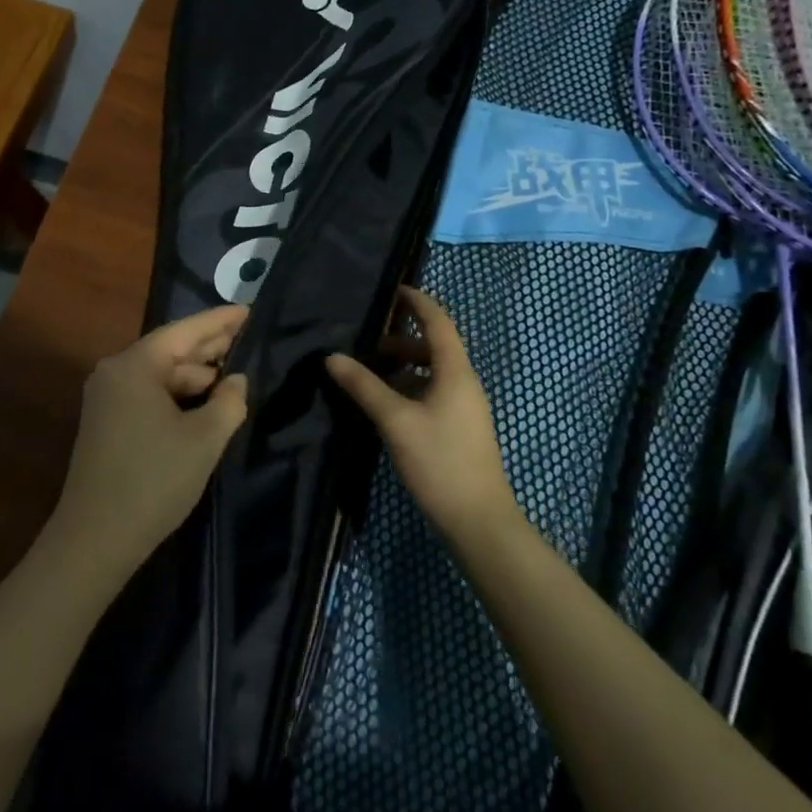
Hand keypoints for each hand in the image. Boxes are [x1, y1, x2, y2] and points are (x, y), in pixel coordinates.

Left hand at [48, 305, 250, 576]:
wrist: (95, 538)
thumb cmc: (154, 481)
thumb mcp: (204, 439)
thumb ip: (229, 401)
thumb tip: (237, 380)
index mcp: (134, 366)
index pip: (184, 331)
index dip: (220, 320)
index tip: (250, 310)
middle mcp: (115, 373)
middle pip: (170, 350)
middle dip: (210, 347)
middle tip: (250, 338)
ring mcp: (107, 398)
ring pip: (161, 375)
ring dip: (196, 376)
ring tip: (235, 373)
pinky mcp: (107, 422)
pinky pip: (149, 395)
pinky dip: (179, 396)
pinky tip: (206, 402)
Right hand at [325, 287, 518, 544]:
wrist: (478, 521)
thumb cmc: (439, 462)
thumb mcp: (395, 421)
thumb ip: (364, 387)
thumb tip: (332, 358)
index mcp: (456, 372)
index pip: (438, 322)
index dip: (417, 303)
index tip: (392, 290)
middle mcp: (465, 383)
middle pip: (434, 347)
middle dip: (402, 339)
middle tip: (368, 342)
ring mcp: (465, 407)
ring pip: (433, 372)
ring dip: (404, 365)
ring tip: (371, 373)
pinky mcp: (460, 428)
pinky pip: (434, 392)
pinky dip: (410, 387)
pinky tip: (388, 404)